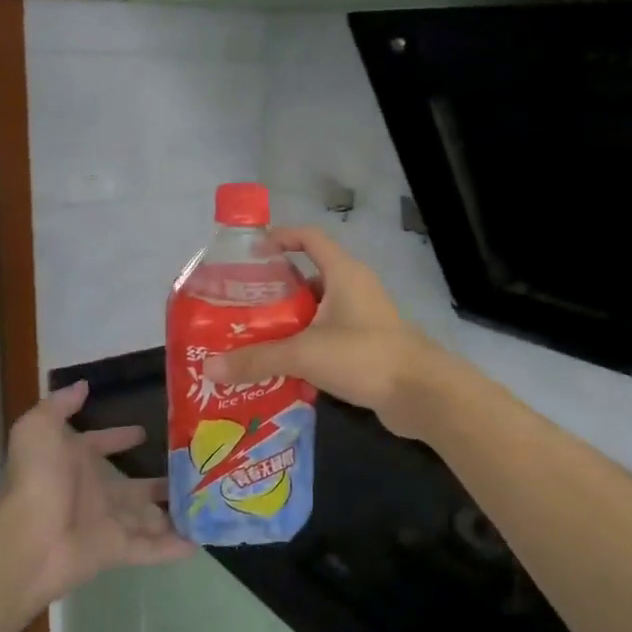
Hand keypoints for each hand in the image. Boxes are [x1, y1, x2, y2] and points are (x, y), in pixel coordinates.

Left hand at [0, 381, 193, 611]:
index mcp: (75, 462)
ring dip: (174, 512)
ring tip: (210, 503)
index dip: (119, 437)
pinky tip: (202, 541)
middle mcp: (93, 492)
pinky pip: (151, 548)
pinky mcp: (118, 550)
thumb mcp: (40, 428)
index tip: (145, 431)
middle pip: (133, 487)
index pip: (100, 445)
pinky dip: (174, 547)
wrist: (31, 539)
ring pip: (148, 517)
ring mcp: (107, 523)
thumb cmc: (39, 478)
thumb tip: (83, 385)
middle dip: (161, 480)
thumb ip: (61, 404)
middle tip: (196, 469)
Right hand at [206, 227, 442, 437]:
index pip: (310, 238)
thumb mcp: (305, 353)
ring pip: (316, 314)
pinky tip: (281, 370)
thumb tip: (210, 368)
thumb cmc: (364, 356)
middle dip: (274, 292)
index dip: (281, 237)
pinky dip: (305, 349)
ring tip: (252, 340)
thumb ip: (258, 359)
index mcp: (343, 273)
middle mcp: (354, 290)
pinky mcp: (366, 348)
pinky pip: (327, 340)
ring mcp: (362, 320)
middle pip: (307, 279)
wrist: (421, 394)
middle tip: (239, 307)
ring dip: (288, 325)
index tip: (250, 253)